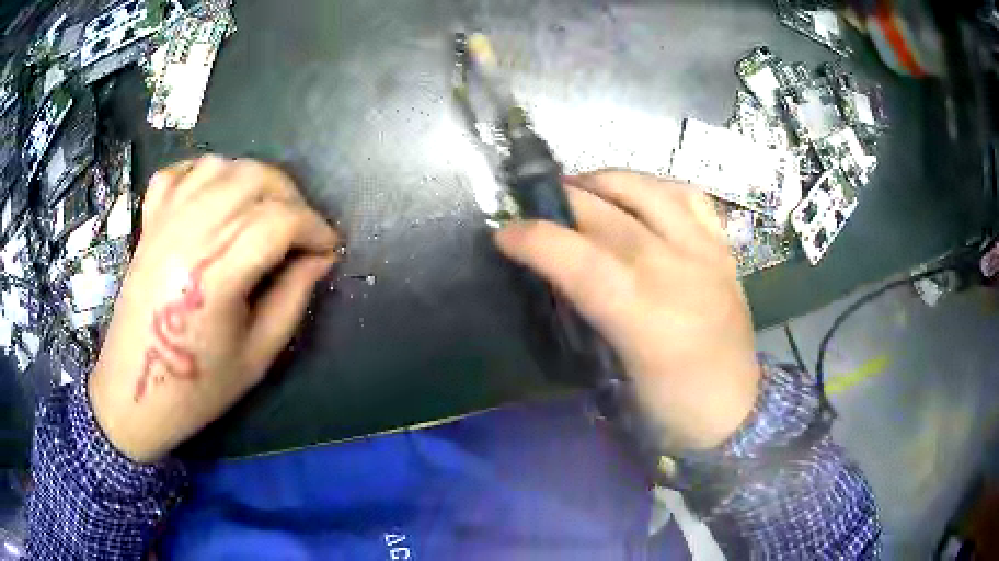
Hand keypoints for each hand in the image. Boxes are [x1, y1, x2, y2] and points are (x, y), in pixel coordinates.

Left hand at [89, 156, 338, 462]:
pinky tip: (216, 196)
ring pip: (221, 166)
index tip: (328, 247)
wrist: (135, 392)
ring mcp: (164, 222)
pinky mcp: (149, 222)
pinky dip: (204, 173)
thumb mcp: (257, 356)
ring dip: (253, 179)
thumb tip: (320, 257)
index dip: (314, 227)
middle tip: (300, 230)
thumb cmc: (197, 386)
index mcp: (215, 275)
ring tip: (263, 211)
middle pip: (254, 178)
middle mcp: (189, 235)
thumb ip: (292, 299)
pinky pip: (179, 172)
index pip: (279, 220)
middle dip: (291, 196)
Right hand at [495, 171, 760, 450]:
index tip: (504, 233)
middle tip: (535, 206)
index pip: (578, 258)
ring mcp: (704, 251)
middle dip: (559, 201)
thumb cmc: (670, 408)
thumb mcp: (614, 377)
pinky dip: (656, 186)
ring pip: (647, 190)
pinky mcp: (723, 248)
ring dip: (603, 180)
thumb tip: (558, 276)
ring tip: (580, 189)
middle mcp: (676, 269)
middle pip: (606, 214)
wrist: (737, 411)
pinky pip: (688, 195)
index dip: (534, 238)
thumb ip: (586, 318)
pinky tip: (638, 196)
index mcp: (644, 316)